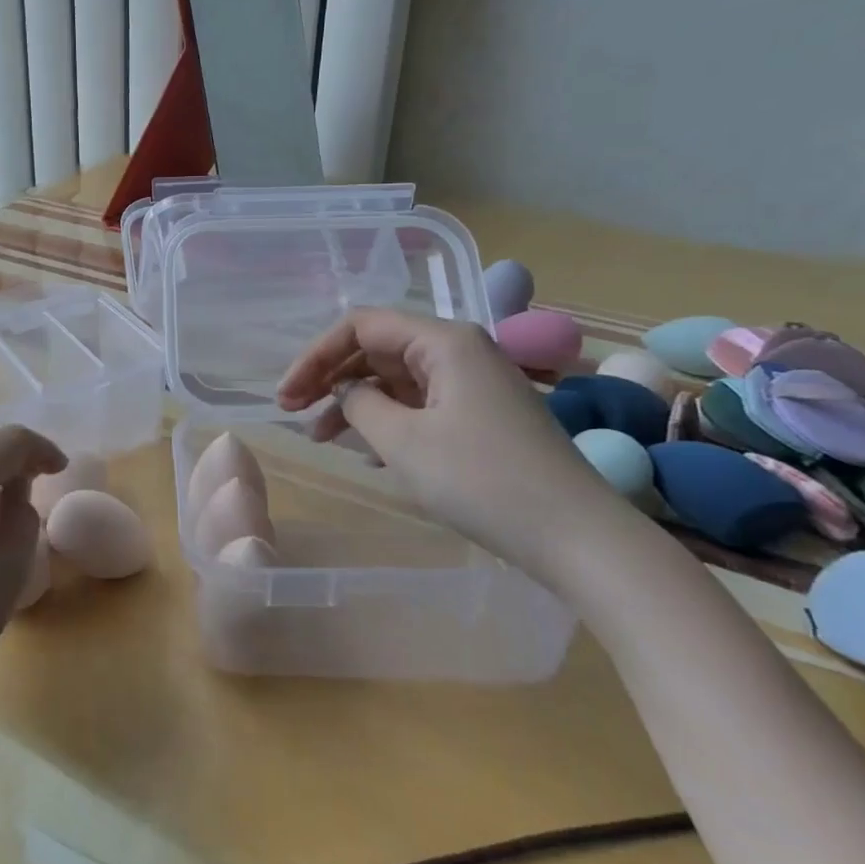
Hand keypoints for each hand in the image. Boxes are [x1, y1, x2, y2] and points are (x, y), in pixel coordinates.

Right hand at [277, 308, 636, 584]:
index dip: (316, 356)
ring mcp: (474, 383)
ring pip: (396, 379)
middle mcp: (460, 350)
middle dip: (331, 379)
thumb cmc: (482, 481)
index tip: (287, 396)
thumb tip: (346, 393)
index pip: (361, 326)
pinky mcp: (483, 415)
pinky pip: (420, 404)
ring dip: (354, 403)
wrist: (577, 537)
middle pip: (378, 349)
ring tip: (320, 438)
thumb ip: (359, 405)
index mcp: (443, 341)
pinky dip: (386, 420)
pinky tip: (366, 451)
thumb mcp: (403, 442)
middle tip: (293, 414)